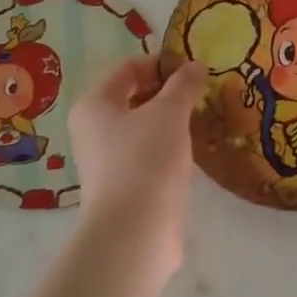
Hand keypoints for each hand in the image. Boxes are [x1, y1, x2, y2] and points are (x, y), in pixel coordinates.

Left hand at [68, 56, 205, 268]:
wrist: (135, 233)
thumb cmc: (146, 161)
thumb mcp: (169, 113)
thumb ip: (183, 85)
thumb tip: (195, 66)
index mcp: (94, 105)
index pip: (128, 68)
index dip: (161, 63)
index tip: (195, 67)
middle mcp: (93, 130)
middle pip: (133, 97)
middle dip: (168, 92)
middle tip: (203, 91)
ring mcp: (107, 161)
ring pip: (142, 128)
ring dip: (170, 121)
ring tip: (203, 118)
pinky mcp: (124, 187)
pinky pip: (148, 154)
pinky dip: (169, 148)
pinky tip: (192, 151)